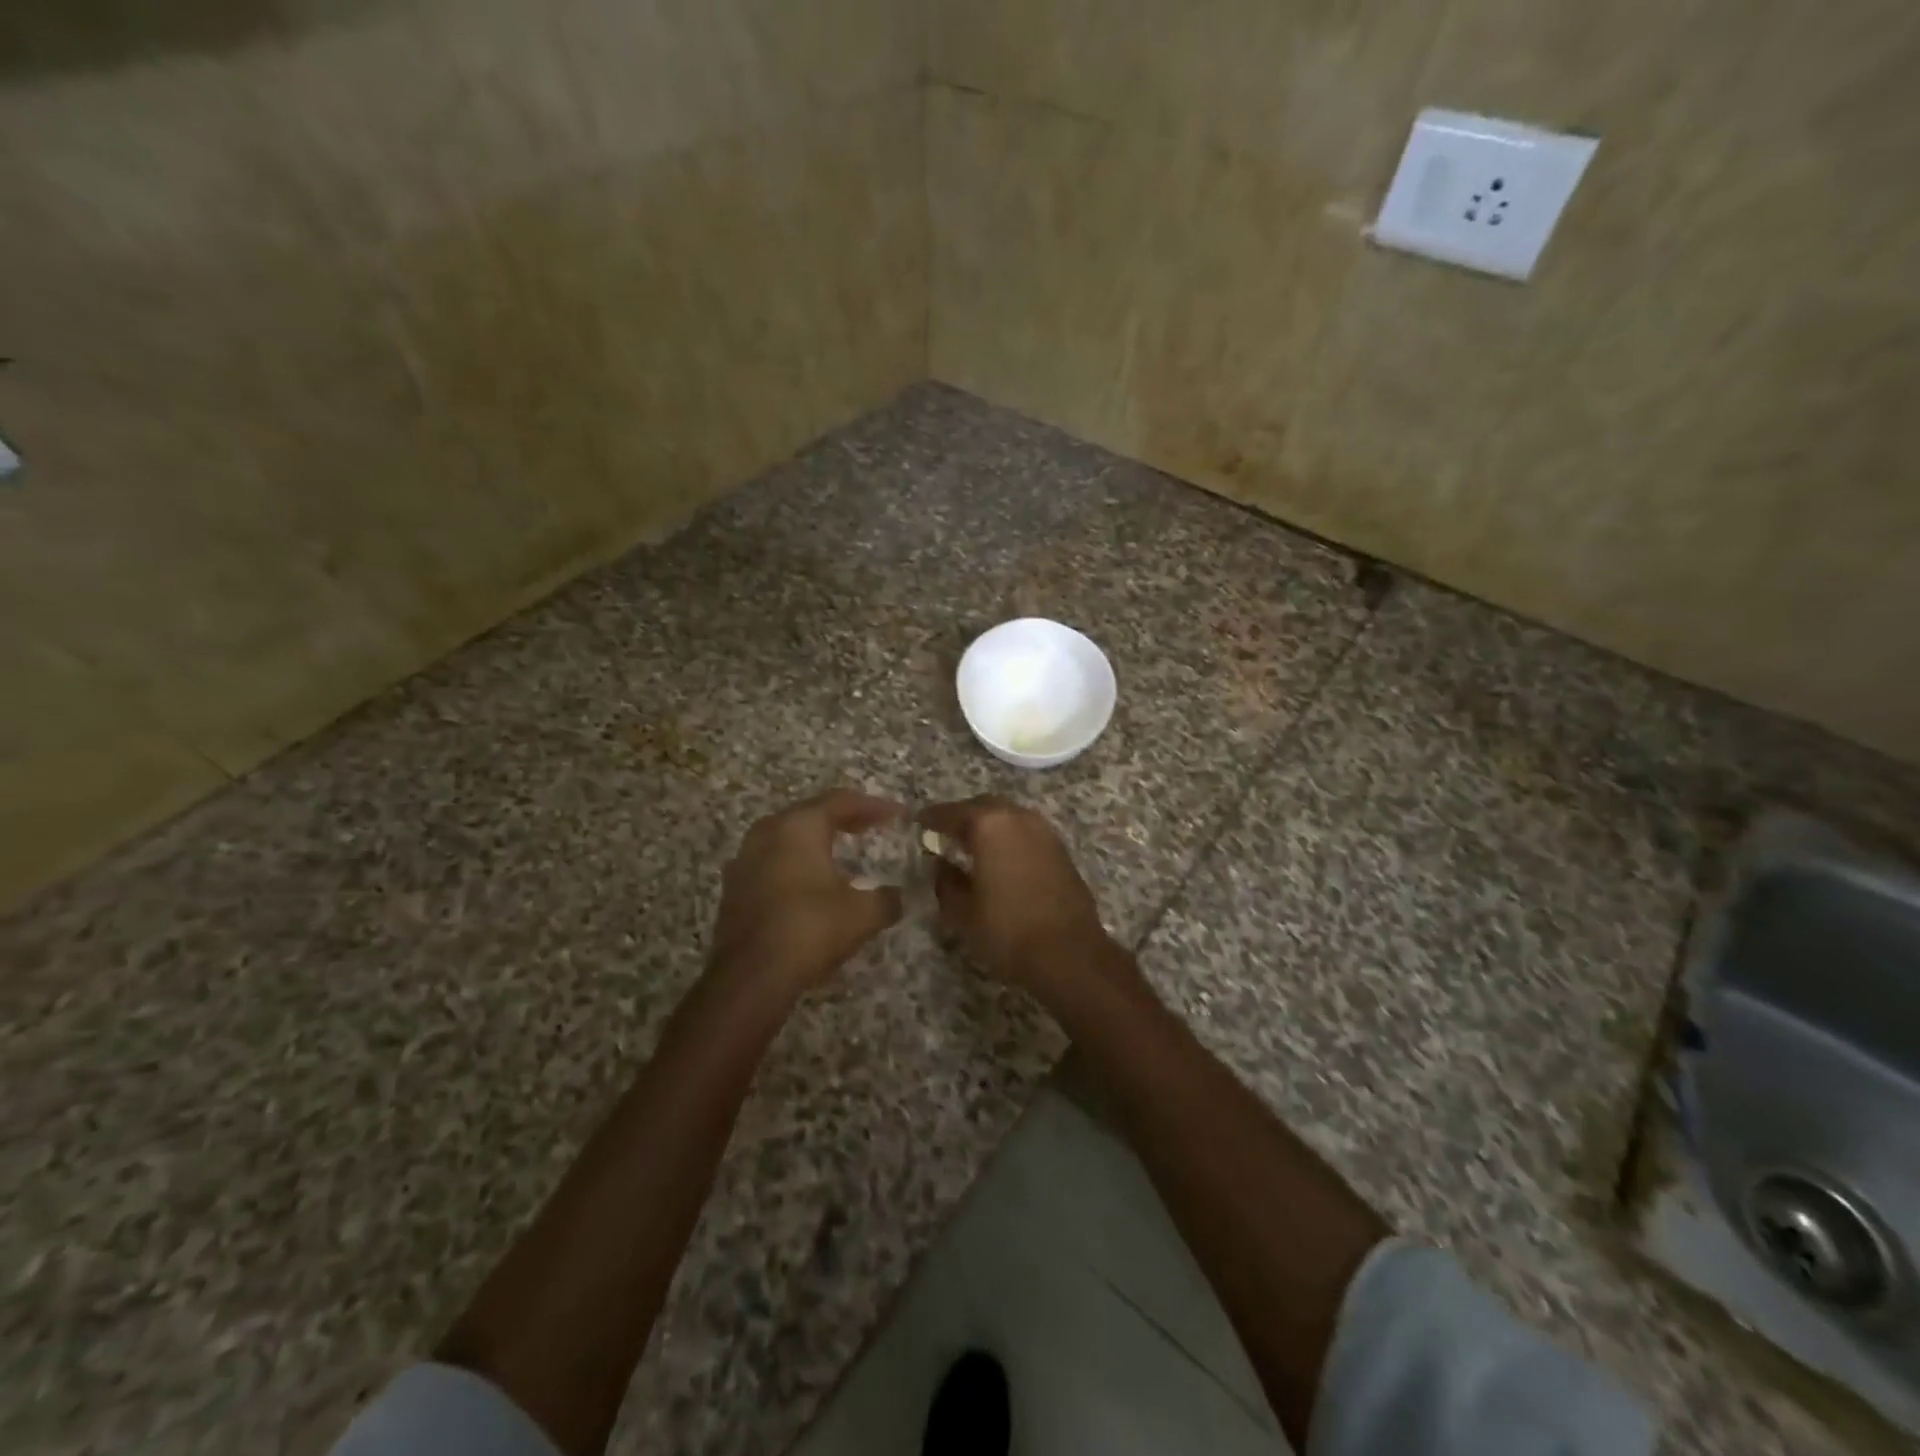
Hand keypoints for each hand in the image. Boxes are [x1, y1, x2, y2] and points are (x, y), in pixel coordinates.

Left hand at [708, 789, 905, 997]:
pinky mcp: (735, 887)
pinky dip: (797, 862)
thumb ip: (887, 899)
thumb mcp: (863, 915)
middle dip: (844, 818)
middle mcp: (768, 832)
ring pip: (788, 836)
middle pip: (811, 813)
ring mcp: (745, 859)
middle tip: (871, 826)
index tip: (897, 814)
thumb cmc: (810, 929)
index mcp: (799, 826)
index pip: (841, 801)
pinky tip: (812, 882)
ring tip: (842, 851)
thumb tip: (899, 897)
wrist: (749, 976)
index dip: (873, 805)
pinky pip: (773, 861)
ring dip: (817, 840)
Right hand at [918, 796, 1117, 996]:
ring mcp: (1043, 830)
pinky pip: (1025, 831)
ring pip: (1007, 815)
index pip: (950, 812)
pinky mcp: (1059, 848)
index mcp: (988, 825)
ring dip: (988, 825)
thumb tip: (940, 864)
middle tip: (944, 833)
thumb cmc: (1007, 930)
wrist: (1069, 953)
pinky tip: (1000, 858)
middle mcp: (1017, 817)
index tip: (918, 823)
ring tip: (971, 846)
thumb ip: (945, 881)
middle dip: (962, 816)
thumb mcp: (962, 911)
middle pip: (982, 806)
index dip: (931, 818)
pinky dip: (1008, 837)